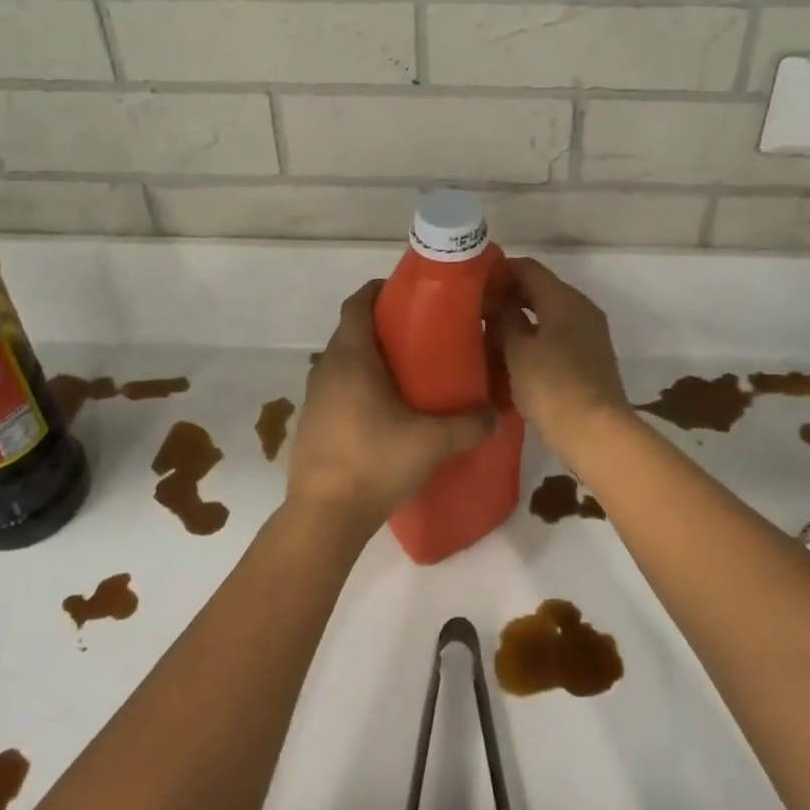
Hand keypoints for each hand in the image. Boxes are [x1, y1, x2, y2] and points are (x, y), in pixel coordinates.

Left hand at [286, 281, 494, 536]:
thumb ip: (468, 424)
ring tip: (408, 375)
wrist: (322, 518)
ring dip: (370, 360)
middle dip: (383, 327)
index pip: (357, 303)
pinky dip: (359, 388)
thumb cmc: (374, 462)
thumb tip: (497, 415)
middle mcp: (327, 369)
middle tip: (421, 336)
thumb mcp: (431, 442)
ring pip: (344, 363)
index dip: (379, 290)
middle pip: (352, 331)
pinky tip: (385, 413)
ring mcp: (315, 398)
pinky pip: (338, 390)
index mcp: (351, 357)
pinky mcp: (312, 424)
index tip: (407, 293)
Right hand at [494, 258, 631, 459]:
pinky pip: (557, 335)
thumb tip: (495, 302)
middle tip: (475, 310)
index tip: (472, 284)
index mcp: (564, 299)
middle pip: (540, 289)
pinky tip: (512, 354)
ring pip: (548, 314)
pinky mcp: (589, 358)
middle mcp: (581, 309)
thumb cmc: (552, 386)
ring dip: (520, 318)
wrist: (596, 433)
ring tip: (489, 332)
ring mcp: (589, 334)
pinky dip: (535, 337)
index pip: (528, 268)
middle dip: (508, 296)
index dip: (499, 271)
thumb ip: (504, 319)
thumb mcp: (518, 351)